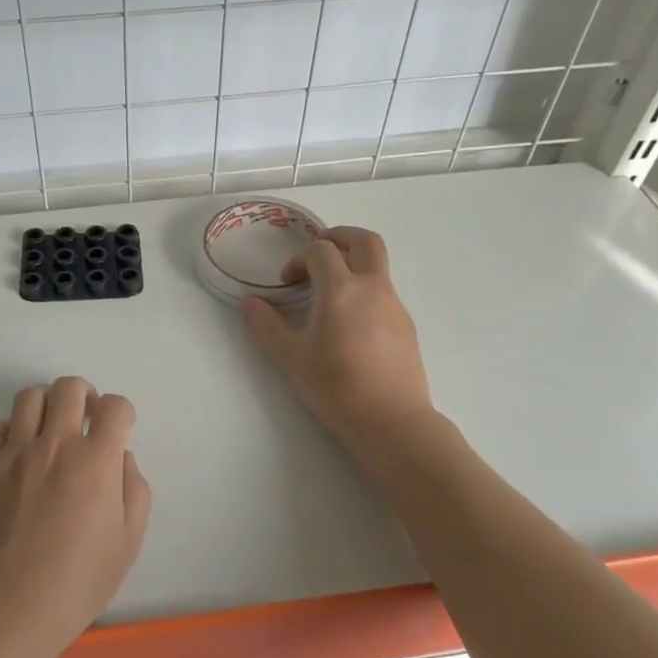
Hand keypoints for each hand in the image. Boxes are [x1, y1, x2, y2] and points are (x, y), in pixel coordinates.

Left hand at [0, 376, 151, 657]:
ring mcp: (17, 453)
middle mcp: (56, 444)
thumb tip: (121, 459)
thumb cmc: (80, 580)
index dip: (122, 412)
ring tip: (50, 428)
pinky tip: (18, 452)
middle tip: (86, 419)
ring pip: (30, 396)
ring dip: (47, 404)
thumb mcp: (129, 541)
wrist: (13, 606)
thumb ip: (134, 490)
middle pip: (70, 387)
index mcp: (97, 460)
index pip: (115, 406)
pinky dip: (10, 430)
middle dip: (85, 396)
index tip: (119, 431)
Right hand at [242, 226, 434, 446]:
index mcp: (341, 289)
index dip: (300, 259)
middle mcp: (373, 288)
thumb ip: (266, 326)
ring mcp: (395, 305)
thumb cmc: (335, 386)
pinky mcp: (406, 325)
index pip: (321, 251)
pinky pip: (384, 292)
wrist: (391, 420)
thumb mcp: (290, 358)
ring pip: (377, 266)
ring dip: (352, 266)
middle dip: (339, 237)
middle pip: (364, 241)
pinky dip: (364, 291)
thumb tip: (250, 303)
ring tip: (329, 295)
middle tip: (318, 251)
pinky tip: (350, 324)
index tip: (288, 282)